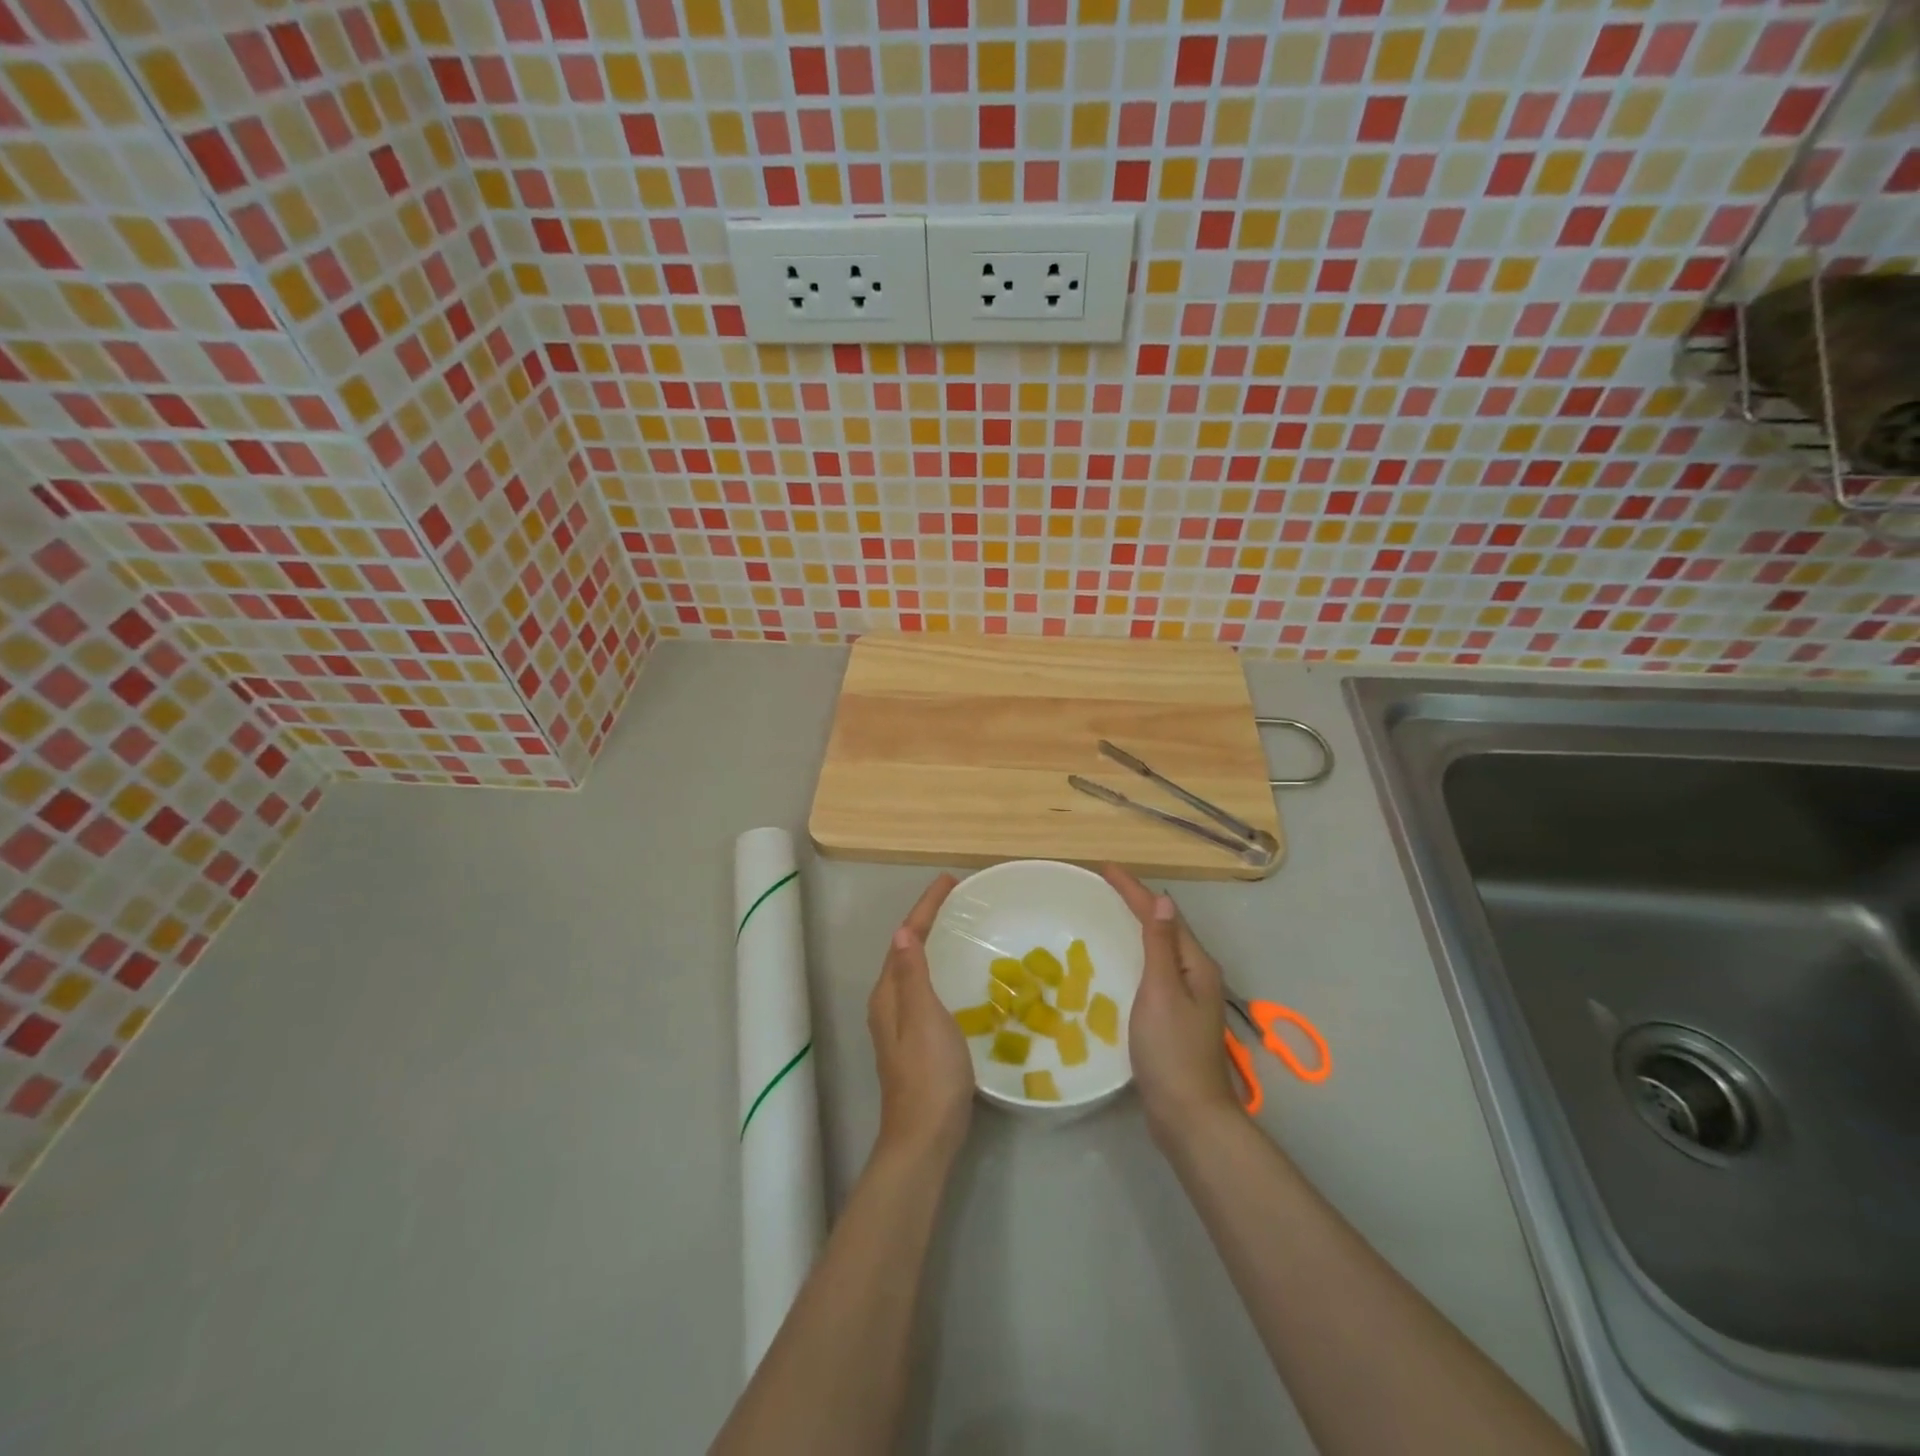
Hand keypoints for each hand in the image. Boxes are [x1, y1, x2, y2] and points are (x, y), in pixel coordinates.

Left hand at [868, 874, 973, 1162]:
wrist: (925, 1136)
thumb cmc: (929, 1074)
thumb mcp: (923, 1018)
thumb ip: (913, 975)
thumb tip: (902, 932)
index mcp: (888, 994)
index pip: (906, 938)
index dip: (925, 907)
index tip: (949, 881)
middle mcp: (888, 1003)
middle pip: (906, 949)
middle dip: (927, 920)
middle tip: (956, 898)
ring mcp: (900, 1024)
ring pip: (914, 969)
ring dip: (932, 943)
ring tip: (957, 926)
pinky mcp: (916, 1040)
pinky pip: (925, 988)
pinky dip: (938, 969)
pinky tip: (957, 976)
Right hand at [1102, 865, 1240, 1143]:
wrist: (1189, 1114)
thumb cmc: (1171, 1050)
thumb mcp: (1161, 991)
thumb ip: (1161, 946)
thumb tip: (1163, 902)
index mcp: (1195, 964)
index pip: (1163, 914)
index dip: (1134, 890)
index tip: (1106, 868)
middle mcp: (1196, 975)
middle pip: (1166, 927)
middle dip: (1138, 903)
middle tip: (1105, 886)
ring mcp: (1189, 998)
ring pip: (1162, 949)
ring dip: (1139, 926)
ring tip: (1112, 912)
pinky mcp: (1176, 1017)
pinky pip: (1156, 970)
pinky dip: (1138, 953)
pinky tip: (1123, 960)